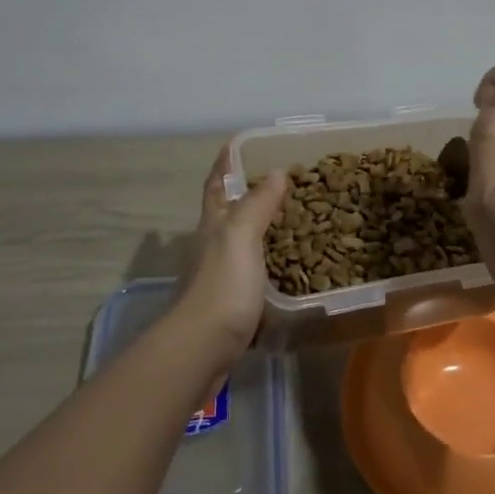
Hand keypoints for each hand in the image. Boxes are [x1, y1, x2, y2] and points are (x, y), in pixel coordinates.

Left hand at [169, 146, 288, 364]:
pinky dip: (269, 263)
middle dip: (246, 194)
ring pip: (240, 242)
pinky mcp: (231, 304)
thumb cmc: (223, 287)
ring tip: (293, 220)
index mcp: (213, 224)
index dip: (225, 163)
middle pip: (226, 212)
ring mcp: (220, 276)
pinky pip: (254, 272)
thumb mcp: (241, 236)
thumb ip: (257, 204)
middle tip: (281, 182)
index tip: (237, 144)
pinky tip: (289, 267)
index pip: (216, 184)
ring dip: (261, 229)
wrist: (202, 349)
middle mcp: (212, 246)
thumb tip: (274, 172)